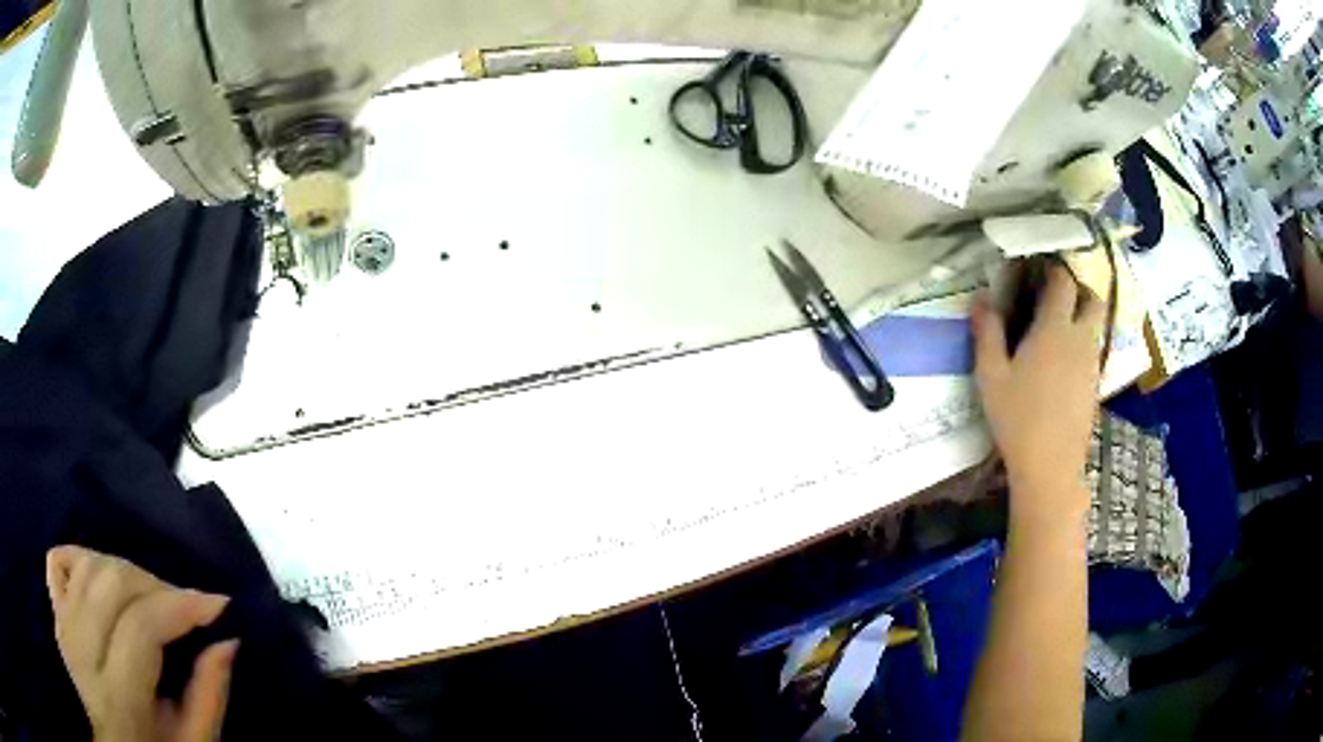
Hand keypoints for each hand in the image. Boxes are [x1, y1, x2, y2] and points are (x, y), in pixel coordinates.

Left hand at [46, 546, 237, 741]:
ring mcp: (63, 626)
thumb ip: (208, 697)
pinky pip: (58, 560)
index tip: (218, 603)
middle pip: (111, 583)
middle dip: (156, 583)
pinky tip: (104, 577)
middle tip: (186, 604)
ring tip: (152, 596)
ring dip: (125, 570)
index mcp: (118, 698)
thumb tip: (227, 639)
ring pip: (87, 564)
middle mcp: (81, 652)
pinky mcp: (55, 613)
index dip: (180, 606)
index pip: (141, 627)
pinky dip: (82, 557)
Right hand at [972, 264, 1103, 522]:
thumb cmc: (1017, 418)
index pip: (1063, 282)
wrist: (1050, 466)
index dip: (1053, 268)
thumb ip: (987, 332)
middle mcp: (1080, 339)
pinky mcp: (1096, 386)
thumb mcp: (990, 376)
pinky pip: (1094, 350)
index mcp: (1054, 329)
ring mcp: (1092, 363)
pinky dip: (1082, 344)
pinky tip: (1062, 363)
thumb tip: (980, 297)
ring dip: (1082, 316)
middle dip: (1078, 289)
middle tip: (1055, 296)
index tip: (1037, 267)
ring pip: (1096, 325)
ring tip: (1057, 329)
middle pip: (1092, 298)